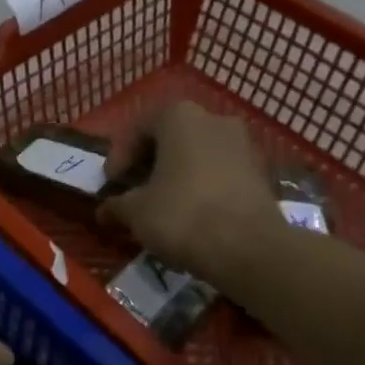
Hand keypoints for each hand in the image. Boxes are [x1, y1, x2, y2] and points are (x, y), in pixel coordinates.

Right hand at [101, 101, 274, 273]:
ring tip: (162, 206)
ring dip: (177, 176)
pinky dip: (202, 188)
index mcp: (180, 116)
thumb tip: (104, 210)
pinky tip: (192, 215)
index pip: (139, 129)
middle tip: (134, 192)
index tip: (112, 184)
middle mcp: (214, 119)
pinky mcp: (261, 173)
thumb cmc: (182, 215)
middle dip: (150, 164)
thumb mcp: (135, 211)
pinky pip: (221, 173)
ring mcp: (244, 144)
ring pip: (198, 156)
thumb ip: (116, 205)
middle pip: (172, 138)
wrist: (249, 248)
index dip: (120, 157)